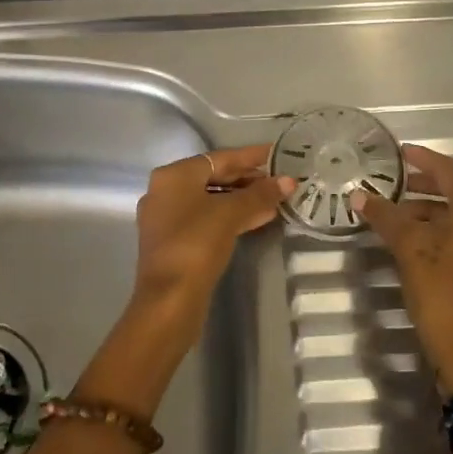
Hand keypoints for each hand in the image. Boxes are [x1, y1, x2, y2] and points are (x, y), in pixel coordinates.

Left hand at [81, 147, 292, 416]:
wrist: (169, 300)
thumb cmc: (196, 244)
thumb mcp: (231, 214)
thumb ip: (260, 194)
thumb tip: (288, 181)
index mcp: (173, 175)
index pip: (219, 158)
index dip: (250, 156)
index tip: (276, 153)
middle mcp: (165, 191)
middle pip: (214, 178)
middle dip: (248, 179)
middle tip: (280, 179)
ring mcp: (167, 218)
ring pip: (211, 200)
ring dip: (243, 200)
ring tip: (276, 200)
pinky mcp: (174, 242)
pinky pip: (207, 219)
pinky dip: (231, 217)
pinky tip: (258, 219)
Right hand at [352, 144, 452, 394]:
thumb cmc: (445, 295)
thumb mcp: (410, 251)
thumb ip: (386, 218)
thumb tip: (359, 195)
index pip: (450, 170)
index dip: (423, 159)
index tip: (400, 153)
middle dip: (436, 183)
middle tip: (403, 186)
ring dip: (441, 207)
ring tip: (403, 218)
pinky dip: (451, 226)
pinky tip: (423, 242)